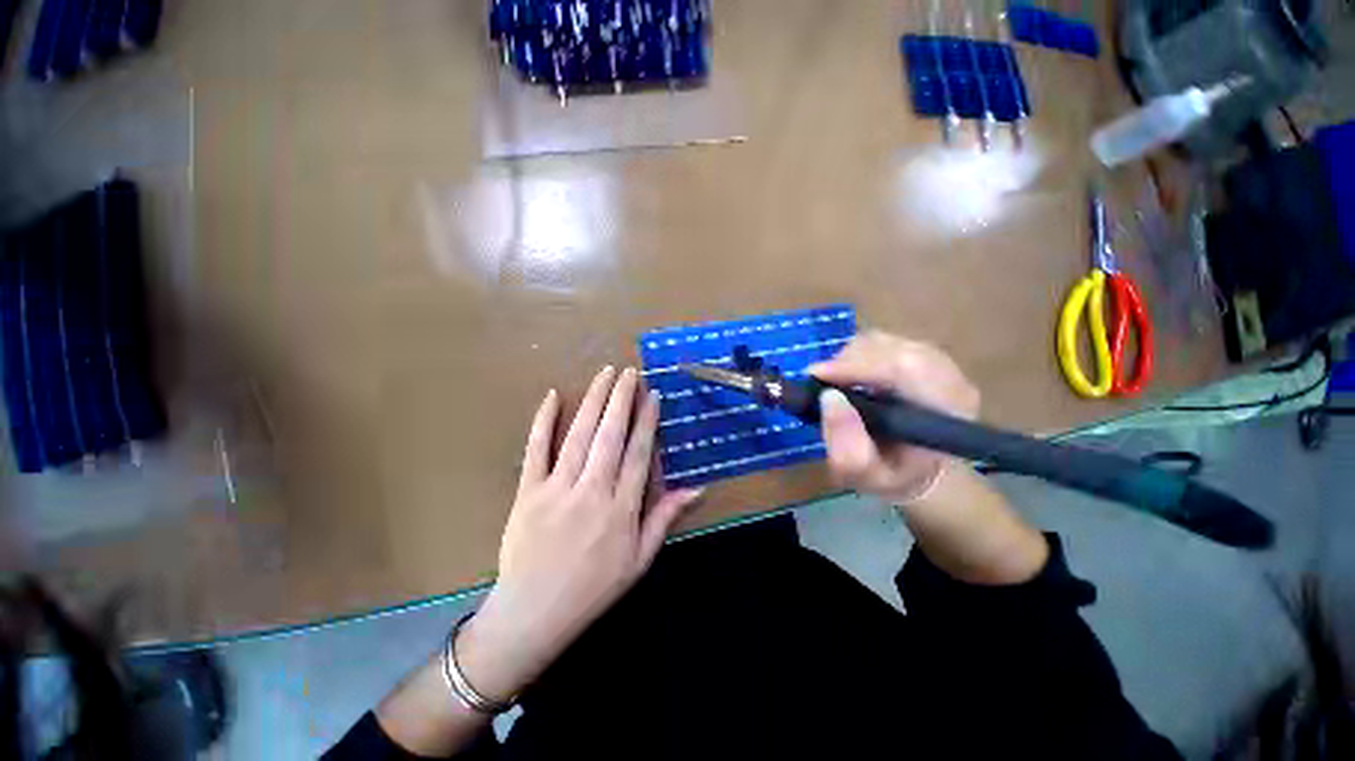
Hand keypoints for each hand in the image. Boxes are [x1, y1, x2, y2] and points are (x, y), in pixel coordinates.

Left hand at [456, 367, 702, 700]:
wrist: (534, 613)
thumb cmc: (594, 588)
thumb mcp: (640, 559)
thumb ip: (666, 517)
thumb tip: (698, 489)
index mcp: (621, 508)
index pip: (639, 453)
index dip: (647, 421)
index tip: (652, 395)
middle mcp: (592, 490)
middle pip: (610, 435)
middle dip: (621, 398)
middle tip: (629, 371)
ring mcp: (557, 488)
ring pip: (579, 434)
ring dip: (593, 400)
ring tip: (604, 374)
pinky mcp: (527, 491)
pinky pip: (536, 449)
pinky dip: (543, 421)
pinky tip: (553, 395)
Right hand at [809, 331, 980, 505]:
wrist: (920, 471)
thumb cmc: (892, 476)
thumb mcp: (863, 475)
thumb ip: (847, 446)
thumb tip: (828, 398)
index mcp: (945, 412)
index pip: (905, 369)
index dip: (856, 365)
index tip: (816, 374)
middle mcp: (951, 380)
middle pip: (894, 349)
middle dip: (849, 360)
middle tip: (822, 379)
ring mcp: (942, 364)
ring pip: (887, 342)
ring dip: (852, 357)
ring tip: (836, 379)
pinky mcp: (926, 356)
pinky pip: (885, 343)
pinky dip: (859, 354)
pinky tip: (852, 375)